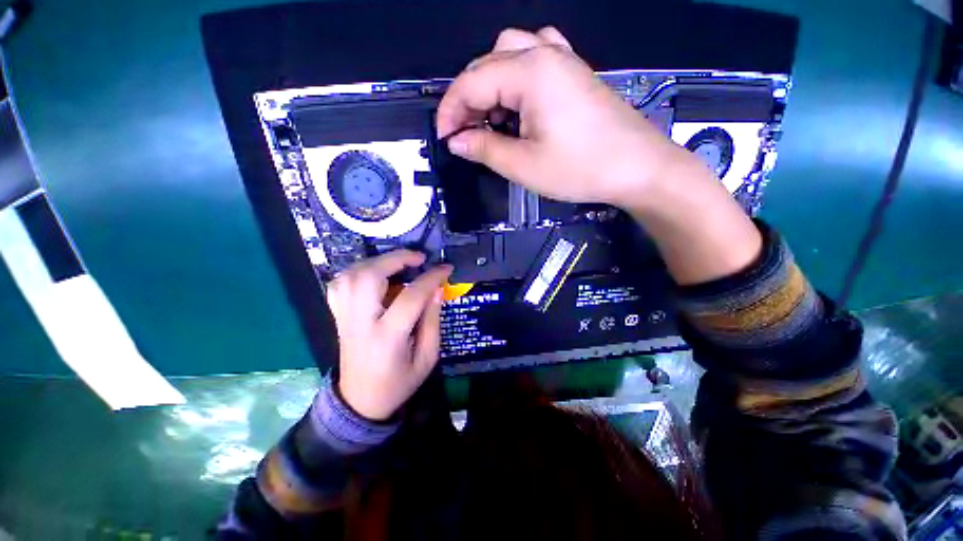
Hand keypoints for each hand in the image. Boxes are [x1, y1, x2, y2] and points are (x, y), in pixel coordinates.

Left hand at [325, 250, 452, 420]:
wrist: (360, 402)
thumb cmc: (398, 383)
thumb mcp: (427, 358)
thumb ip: (432, 322)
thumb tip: (436, 290)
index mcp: (387, 337)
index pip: (411, 296)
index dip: (431, 278)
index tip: (446, 268)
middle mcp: (360, 323)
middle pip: (369, 277)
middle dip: (396, 259)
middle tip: (418, 258)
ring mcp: (344, 318)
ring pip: (351, 276)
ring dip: (376, 262)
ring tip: (398, 264)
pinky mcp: (338, 317)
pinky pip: (339, 285)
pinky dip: (357, 272)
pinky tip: (374, 275)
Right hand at [436, 27, 687, 207]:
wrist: (636, 167)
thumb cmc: (580, 168)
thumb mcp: (523, 166)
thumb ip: (484, 149)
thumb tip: (457, 141)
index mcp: (529, 73)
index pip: (471, 82)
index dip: (450, 112)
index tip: (444, 138)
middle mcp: (544, 54)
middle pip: (486, 63)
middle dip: (467, 99)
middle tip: (465, 134)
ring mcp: (563, 60)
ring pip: (508, 55)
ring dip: (489, 84)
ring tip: (490, 119)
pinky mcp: (574, 73)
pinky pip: (535, 58)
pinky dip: (515, 76)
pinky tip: (518, 100)